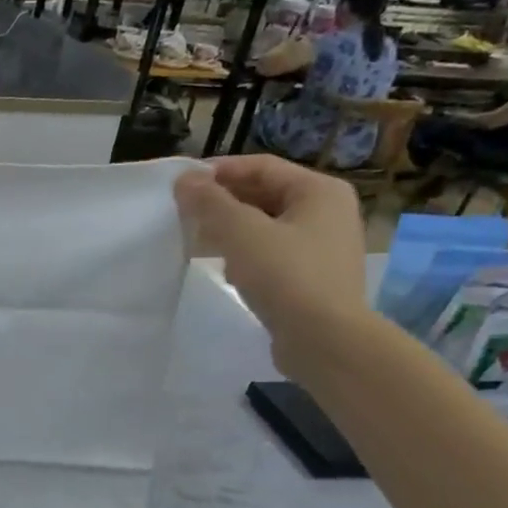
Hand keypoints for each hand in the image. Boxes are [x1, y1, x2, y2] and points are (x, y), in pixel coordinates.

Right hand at [175, 156, 368, 372]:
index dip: (218, 170)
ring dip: (230, 228)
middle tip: (183, 212)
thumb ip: (210, 202)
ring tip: (196, 238)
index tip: (180, 184)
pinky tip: (223, 268)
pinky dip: (244, 253)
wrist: (326, 341)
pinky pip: (271, 252)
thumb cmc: (286, 276)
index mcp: (319, 191)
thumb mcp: (241, 232)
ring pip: (266, 225)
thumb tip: (184, 179)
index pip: (261, 166)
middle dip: (222, 201)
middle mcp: (327, 212)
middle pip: (264, 194)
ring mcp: (322, 246)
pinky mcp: (311, 277)